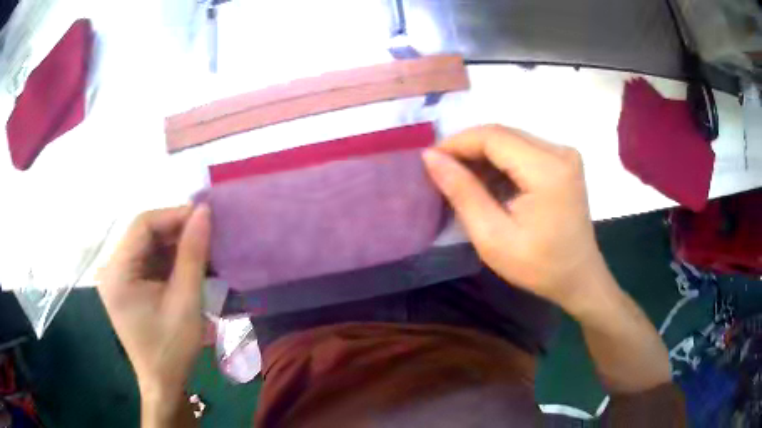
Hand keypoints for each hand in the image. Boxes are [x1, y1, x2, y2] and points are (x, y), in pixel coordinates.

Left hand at [98, 205, 210, 411]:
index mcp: (117, 272)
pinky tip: (188, 265)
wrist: (163, 383)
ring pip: (147, 244)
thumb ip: (193, 254)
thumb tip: (204, 212)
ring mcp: (118, 276)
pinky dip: (169, 259)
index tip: (205, 218)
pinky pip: (148, 260)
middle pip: (143, 233)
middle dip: (176, 230)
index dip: (174, 215)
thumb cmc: (172, 348)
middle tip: (207, 234)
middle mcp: (112, 268)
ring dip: (174, 244)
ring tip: (202, 249)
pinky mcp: (127, 285)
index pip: (142, 225)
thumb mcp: (185, 301)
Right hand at [423, 125, 608, 311]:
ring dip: (482, 155)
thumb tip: (431, 157)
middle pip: (502, 134)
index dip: (457, 143)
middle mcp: (559, 151)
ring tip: (461, 179)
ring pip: (511, 140)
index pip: (493, 136)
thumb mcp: (492, 236)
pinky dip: (500, 162)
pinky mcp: (563, 161)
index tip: (430, 161)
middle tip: (441, 171)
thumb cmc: (538, 266)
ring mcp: (564, 154)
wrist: (578, 277)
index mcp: (547, 169)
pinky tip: (488, 182)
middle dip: (468, 148)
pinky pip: (523, 150)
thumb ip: (463, 192)